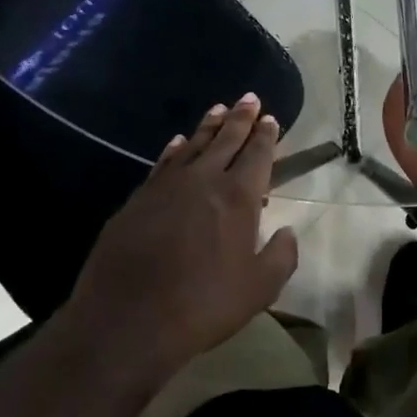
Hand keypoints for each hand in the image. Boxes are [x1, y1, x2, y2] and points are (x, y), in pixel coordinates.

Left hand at [65, 94, 298, 385]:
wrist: (128, 318)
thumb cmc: (203, 304)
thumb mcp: (259, 289)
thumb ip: (281, 256)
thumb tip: (288, 231)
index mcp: (238, 196)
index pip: (257, 154)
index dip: (266, 136)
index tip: (271, 119)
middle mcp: (204, 179)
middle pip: (226, 139)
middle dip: (241, 118)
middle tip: (249, 98)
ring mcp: (167, 185)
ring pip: (193, 144)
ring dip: (209, 126)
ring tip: (219, 109)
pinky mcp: (139, 198)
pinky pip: (163, 162)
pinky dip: (175, 148)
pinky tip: (178, 142)